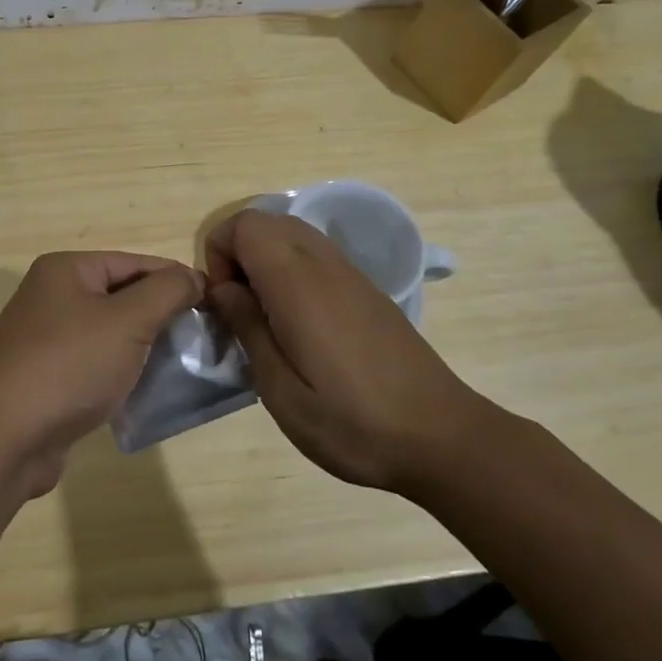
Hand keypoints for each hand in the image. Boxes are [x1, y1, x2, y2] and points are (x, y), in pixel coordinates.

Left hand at [0, 252, 203, 496]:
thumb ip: (167, 291)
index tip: (213, 303)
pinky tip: (144, 389)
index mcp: (65, 270)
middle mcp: (50, 296)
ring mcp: (44, 338)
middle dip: (160, 314)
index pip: (133, 263)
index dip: (174, 279)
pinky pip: (93, 363)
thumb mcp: (128, 320)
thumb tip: (192, 277)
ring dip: (142, 346)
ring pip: (108, 333)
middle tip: (201, 337)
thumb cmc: (71, 365)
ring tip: (181, 365)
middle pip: (120, 296)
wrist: (8, 436)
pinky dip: (119, 371)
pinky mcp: (45, 377)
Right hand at [204, 209, 482, 492]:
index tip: (223, 303)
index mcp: (298, 282)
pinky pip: (316, 256)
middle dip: (238, 254)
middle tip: (240, 310)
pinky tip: (301, 327)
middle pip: (266, 221)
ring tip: (267, 320)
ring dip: (265, 262)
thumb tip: (222, 289)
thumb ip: (247, 327)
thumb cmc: (352, 423)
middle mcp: (324, 264)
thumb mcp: (281, 390)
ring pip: (292, 234)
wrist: (442, 439)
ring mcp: (351, 273)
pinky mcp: (367, 290)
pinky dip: (292, 273)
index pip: (245, 224)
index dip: (219, 252)